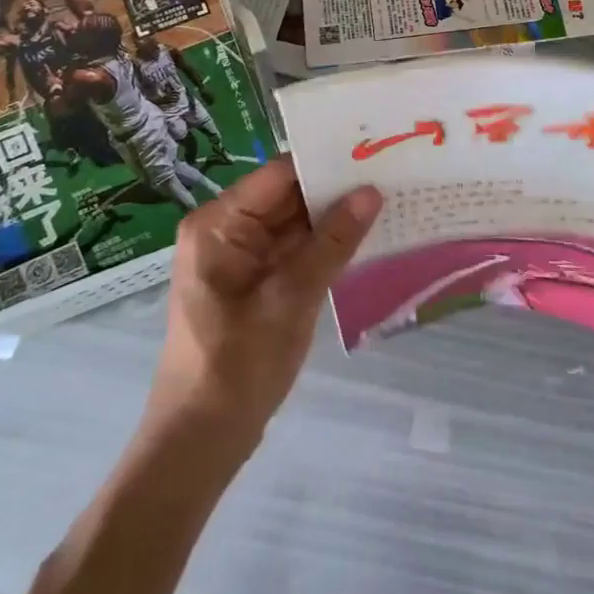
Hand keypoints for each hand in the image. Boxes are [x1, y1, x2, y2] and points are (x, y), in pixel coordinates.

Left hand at [148, 157, 381, 444]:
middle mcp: (227, 230)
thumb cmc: (235, 366)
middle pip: (289, 195)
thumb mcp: (290, 299)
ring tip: (391, 195)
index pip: (280, 174)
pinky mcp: (257, 282)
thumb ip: (332, 243)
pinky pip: (295, 250)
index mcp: (219, 223)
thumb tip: (372, 191)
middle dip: (336, 188)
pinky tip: (368, 235)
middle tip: (393, 170)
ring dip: (336, 217)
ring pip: (296, 223)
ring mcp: (242, 257)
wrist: (200, 444)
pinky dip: (326, 245)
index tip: (374, 149)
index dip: (326, 161)